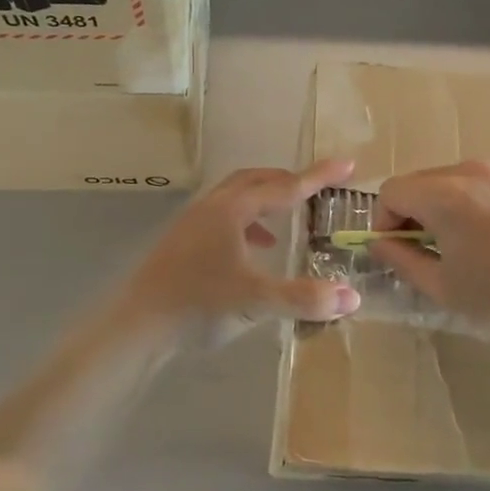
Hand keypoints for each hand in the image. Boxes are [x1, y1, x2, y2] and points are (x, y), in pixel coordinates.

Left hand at [120, 159, 362, 348]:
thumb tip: (352, 297)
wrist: (137, 325)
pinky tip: (251, 255)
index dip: (318, 177)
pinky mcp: (181, 243)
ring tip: (283, 226)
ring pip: (234, 199)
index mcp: (232, 210)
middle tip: (314, 189)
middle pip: (255, 181)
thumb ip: (306, 298)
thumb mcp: (257, 301)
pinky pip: (221, 220)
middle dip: (287, 181)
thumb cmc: (198, 305)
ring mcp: (191, 224)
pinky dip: (244, 226)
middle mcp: (211, 207)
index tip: (347, 165)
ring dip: (263, 203)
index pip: (285, 187)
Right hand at [369, 161, 489, 340]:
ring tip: (454, 249)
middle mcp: (468, 172)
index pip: (391, 192)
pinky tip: (485, 242)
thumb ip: (400, 260)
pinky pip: (475, 187)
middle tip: (420, 254)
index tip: (395, 253)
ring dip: (437, 210)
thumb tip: (378, 244)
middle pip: (417, 183)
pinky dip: (465, 207)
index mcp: (443, 194)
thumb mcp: (441, 286)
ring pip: (446, 183)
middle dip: (408, 215)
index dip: (383, 223)